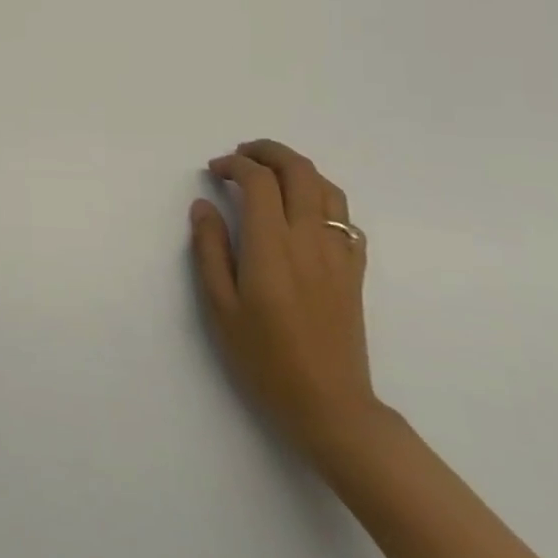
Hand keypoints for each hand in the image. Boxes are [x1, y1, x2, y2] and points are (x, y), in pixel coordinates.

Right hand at [190, 140, 381, 459]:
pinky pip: (345, 217)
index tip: (214, 171)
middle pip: (298, 170)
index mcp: (272, 246)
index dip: (235, 164)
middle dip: (268, 151)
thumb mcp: (221, 307)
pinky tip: (304, 211)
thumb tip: (203, 206)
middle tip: (241, 156)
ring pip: (326, 187)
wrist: (330, 406)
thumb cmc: (265, 359)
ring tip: (271, 173)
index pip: (259, 180)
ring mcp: (338, 253)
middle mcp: (310, 239)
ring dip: (297, 169)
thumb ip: (210, 250)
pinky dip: (322, 198)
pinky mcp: (354, 270)